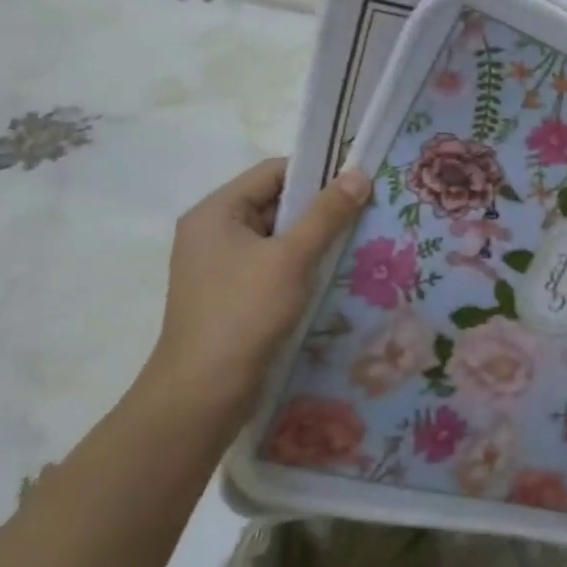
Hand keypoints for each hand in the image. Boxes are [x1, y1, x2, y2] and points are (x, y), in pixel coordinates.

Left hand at [141, 158, 368, 416]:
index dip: (315, 172)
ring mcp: (219, 266)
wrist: (203, 394)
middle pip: (274, 203)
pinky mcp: (230, 295)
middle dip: (318, 208)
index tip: (356, 183)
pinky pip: (271, 265)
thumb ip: (326, 214)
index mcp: (215, 212)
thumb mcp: (291, 258)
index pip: (272, 172)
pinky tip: (331, 274)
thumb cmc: (244, 314)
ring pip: (276, 237)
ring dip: (312, 239)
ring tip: (355, 242)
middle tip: (363, 212)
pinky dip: (300, 265)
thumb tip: (358, 174)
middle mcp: (212, 232)